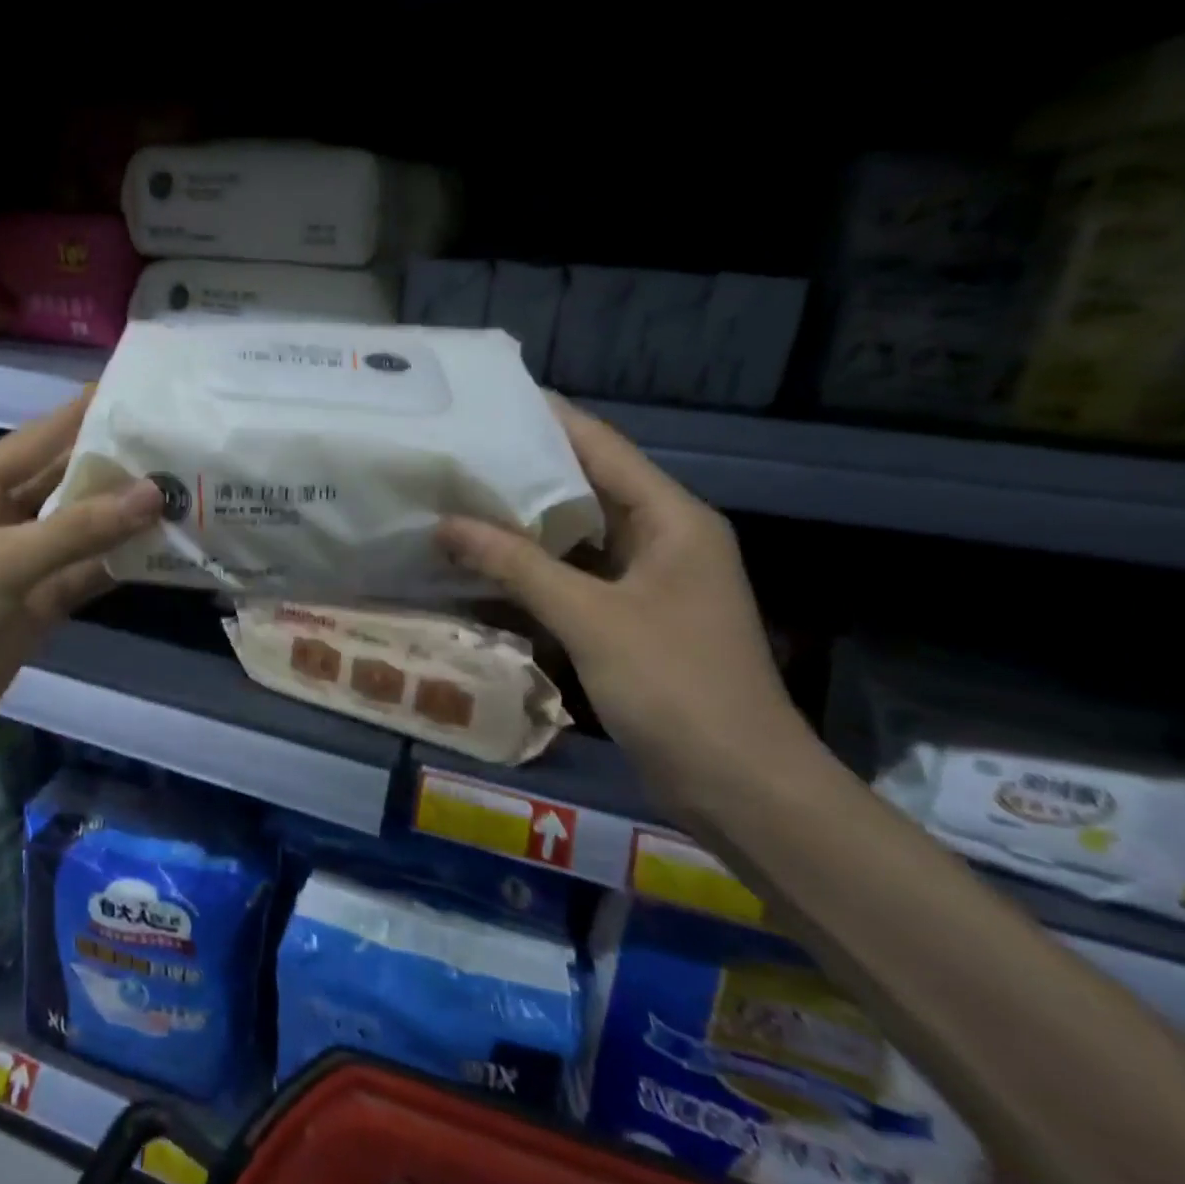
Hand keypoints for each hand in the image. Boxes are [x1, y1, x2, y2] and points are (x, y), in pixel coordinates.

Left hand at [0, 391, 162, 751]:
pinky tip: (162, 548)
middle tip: (171, 442)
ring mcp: (21, 562)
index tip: (132, 389)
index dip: (81, 413)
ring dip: (122, 515)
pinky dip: (118, 561)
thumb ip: (80, 529)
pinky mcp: (38, 601)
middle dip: (112, 465)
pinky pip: (85, 570)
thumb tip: (154, 493)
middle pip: (63, 481)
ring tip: (179, 489)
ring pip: (80, 527)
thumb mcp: (5, 564)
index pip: (37, 438)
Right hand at [437, 398, 807, 781]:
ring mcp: (647, 581)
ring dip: (523, 521)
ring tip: (458, 497)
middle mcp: (663, 537)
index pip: (601, 446)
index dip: (548, 417)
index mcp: (671, 518)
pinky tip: (484, 560)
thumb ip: (516, 565)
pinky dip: (533, 566)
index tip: (489, 398)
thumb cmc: (675, 687)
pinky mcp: (631, 618)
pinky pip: (574, 575)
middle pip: (586, 486)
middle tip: (457, 451)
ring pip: (576, 534)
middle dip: (523, 470)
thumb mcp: (589, 618)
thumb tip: (445, 525)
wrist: (740, 785)